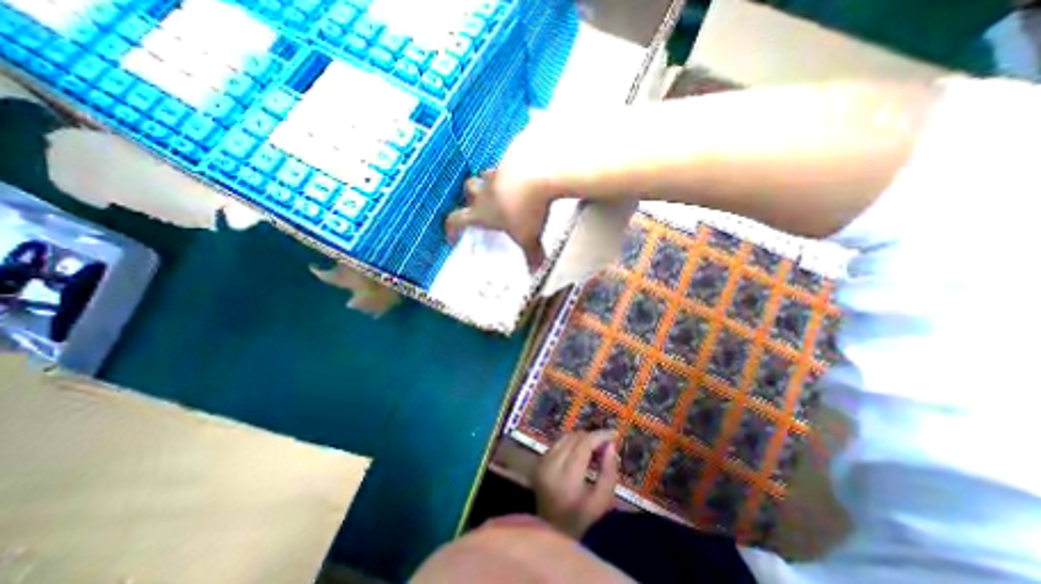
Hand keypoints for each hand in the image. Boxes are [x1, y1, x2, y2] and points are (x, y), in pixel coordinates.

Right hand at [444, 115, 564, 270]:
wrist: (541, 168)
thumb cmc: (527, 209)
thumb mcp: (528, 236)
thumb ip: (531, 254)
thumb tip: (535, 272)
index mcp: (481, 211)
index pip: (456, 220)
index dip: (451, 229)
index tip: (453, 238)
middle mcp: (485, 190)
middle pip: (468, 189)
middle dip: (471, 197)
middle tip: (482, 205)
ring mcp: (499, 170)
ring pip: (487, 175)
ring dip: (492, 183)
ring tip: (505, 190)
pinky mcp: (514, 155)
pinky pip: (508, 163)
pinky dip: (513, 171)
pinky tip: (525, 176)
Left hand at [537, 430, 616, 537]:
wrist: (551, 529)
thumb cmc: (580, 517)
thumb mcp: (602, 501)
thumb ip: (609, 473)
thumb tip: (611, 445)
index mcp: (567, 477)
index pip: (584, 445)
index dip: (599, 436)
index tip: (614, 433)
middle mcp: (552, 464)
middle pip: (574, 438)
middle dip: (592, 437)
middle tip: (605, 444)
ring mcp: (543, 461)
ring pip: (565, 437)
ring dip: (581, 438)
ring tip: (594, 447)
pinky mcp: (539, 461)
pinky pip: (558, 443)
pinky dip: (571, 443)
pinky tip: (580, 451)